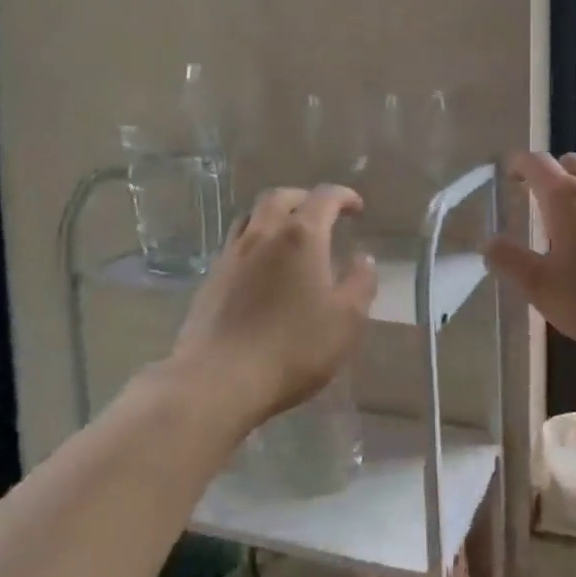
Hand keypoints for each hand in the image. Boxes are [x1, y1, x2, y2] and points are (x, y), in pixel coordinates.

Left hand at [170, 186, 377, 426]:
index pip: (324, 197)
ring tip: (289, 236)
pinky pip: (236, 244)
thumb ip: (361, 283)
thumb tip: (364, 258)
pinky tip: (262, 269)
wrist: (218, 379)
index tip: (357, 208)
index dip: (344, 196)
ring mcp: (232, 255)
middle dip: (304, 198)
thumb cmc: (293, 347)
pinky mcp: (211, 279)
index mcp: (301, 236)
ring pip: (252, 216)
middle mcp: (263, 234)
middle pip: (281, 197)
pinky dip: (255, 242)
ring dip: (275, 216)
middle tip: (321, 214)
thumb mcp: (346, 320)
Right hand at [484, 152, 575, 357]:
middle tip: (537, 196)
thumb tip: (489, 243)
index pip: (536, 162)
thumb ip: (509, 260)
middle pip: (570, 161)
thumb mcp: (540, 286)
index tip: (509, 173)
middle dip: (550, 172)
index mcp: (564, 196)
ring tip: (574, 210)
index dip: (518, 164)